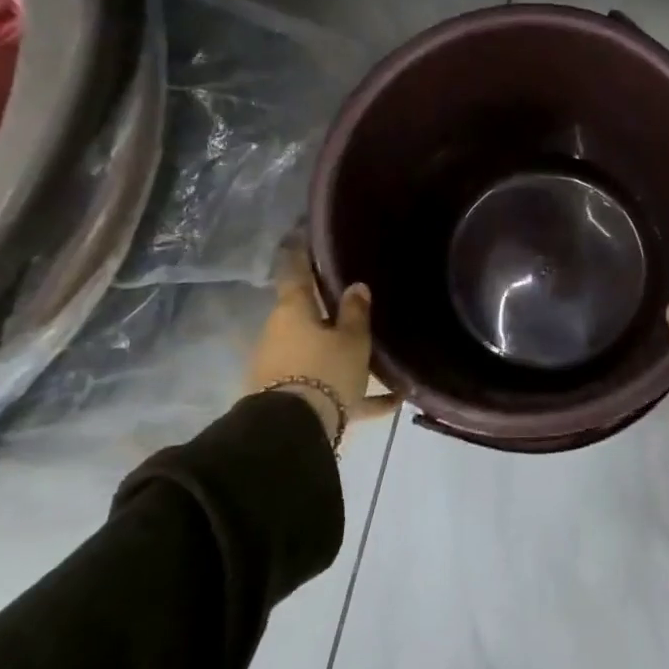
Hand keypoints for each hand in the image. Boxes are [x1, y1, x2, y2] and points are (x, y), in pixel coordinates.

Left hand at [247, 242, 388, 449]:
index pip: (295, 274)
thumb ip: (356, 313)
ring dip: (341, 356)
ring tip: (379, 362)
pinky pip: (325, 388)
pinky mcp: (288, 399)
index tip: (302, 237)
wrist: (294, 431)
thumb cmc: (325, 370)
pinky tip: (389, 403)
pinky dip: (351, 392)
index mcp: (293, 312)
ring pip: (316, 354)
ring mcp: (280, 369)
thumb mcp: (352, 340)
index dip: (300, 256)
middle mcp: (280, 336)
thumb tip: (357, 287)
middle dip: (329, 316)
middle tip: (356, 309)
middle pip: (306, 318)